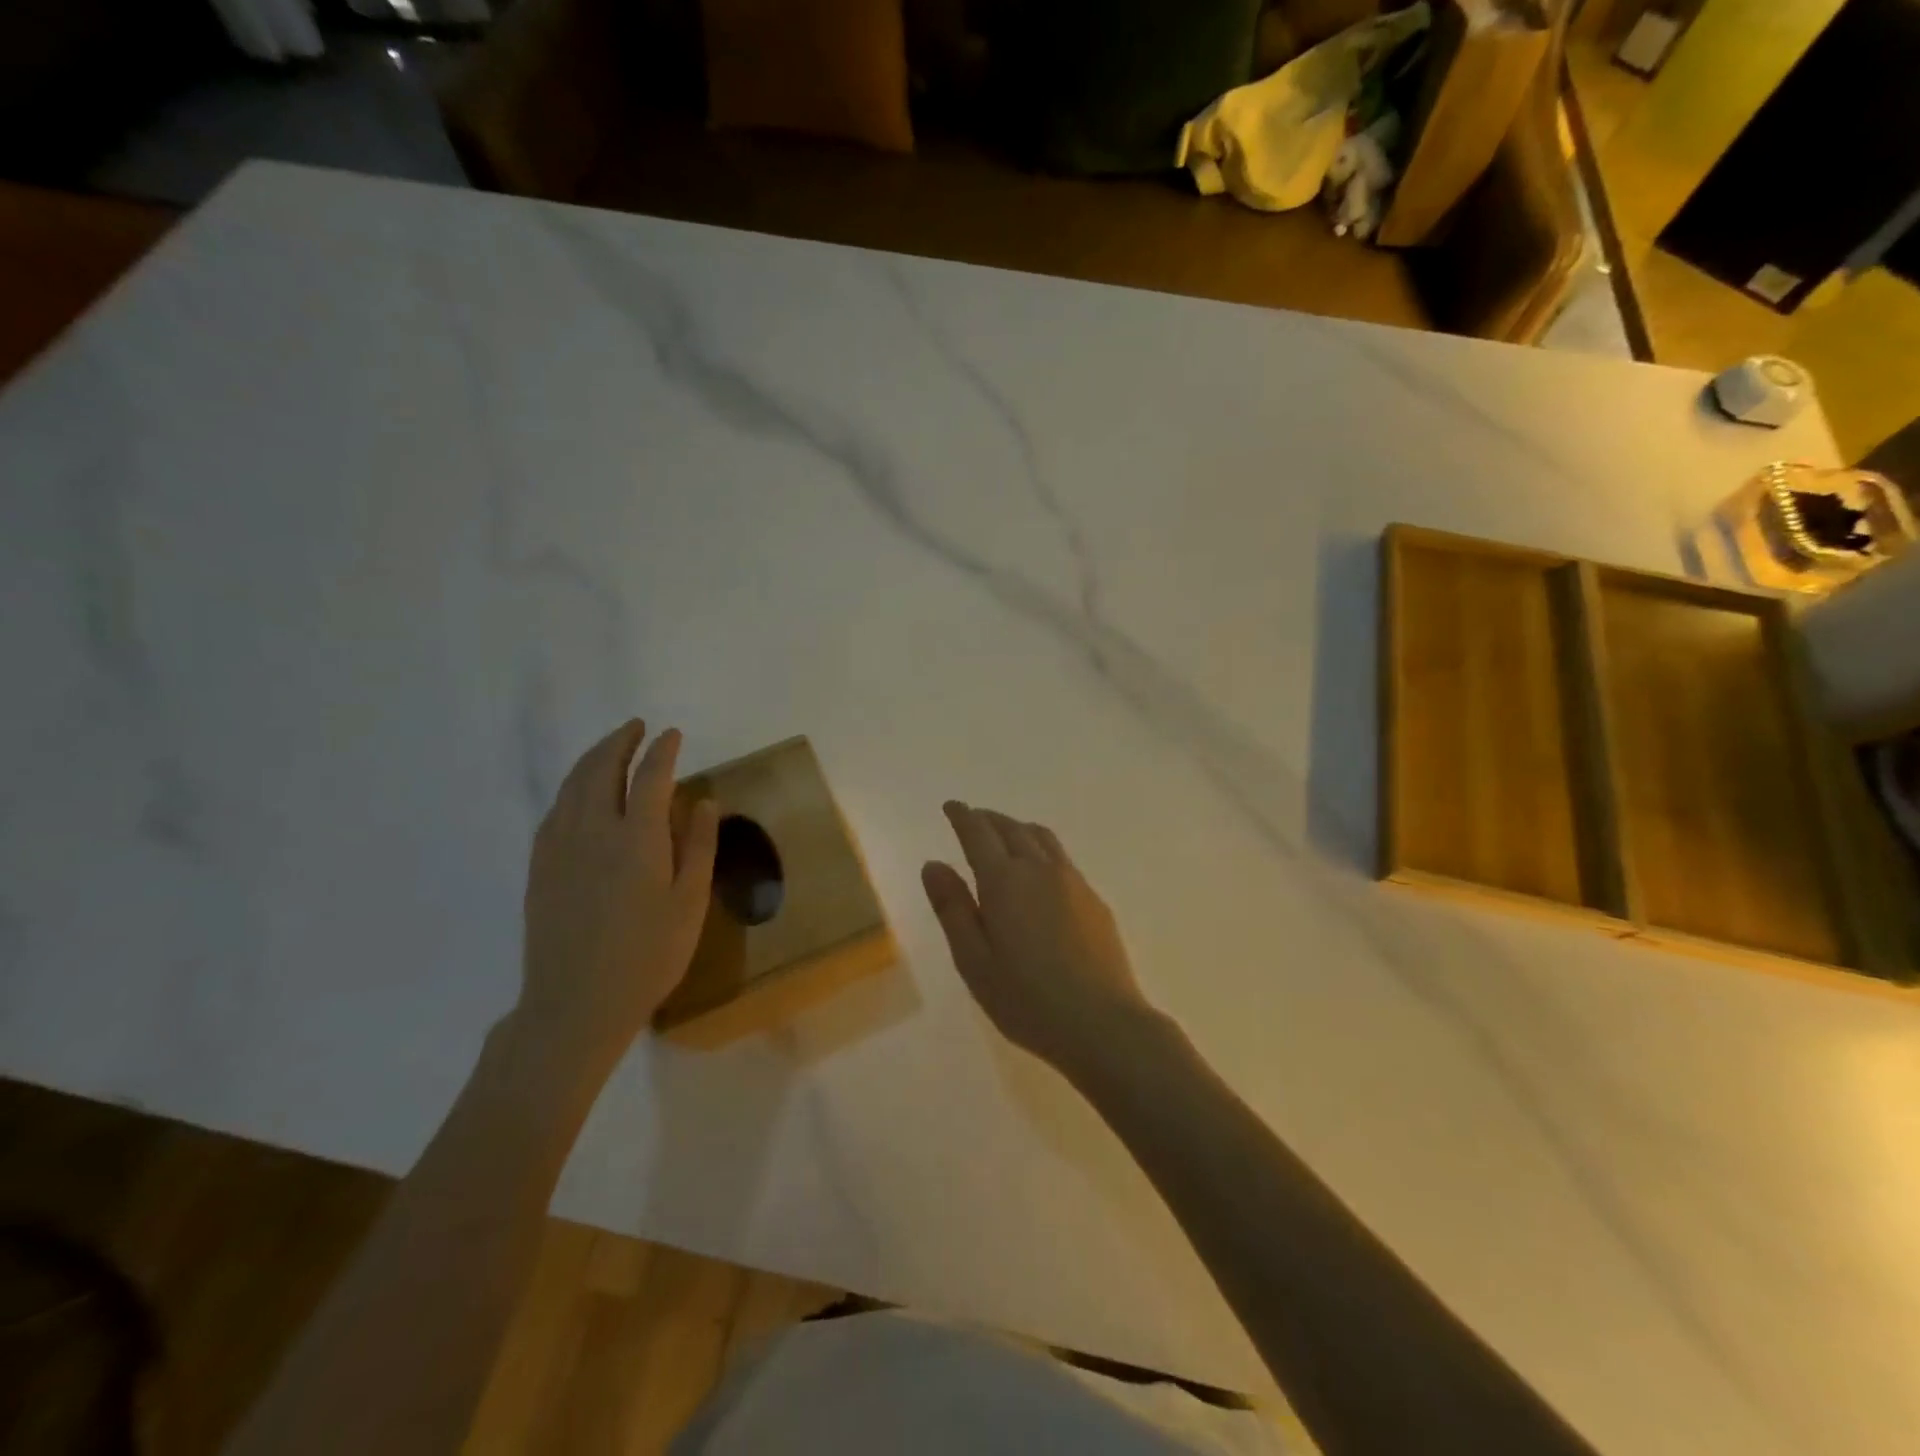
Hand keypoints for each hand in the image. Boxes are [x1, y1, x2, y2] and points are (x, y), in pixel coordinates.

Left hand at [520, 720, 718, 1066]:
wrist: (576, 1005)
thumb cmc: (647, 956)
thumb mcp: (689, 904)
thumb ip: (698, 847)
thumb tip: (703, 801)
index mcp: (636, 838)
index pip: (650, 777)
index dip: (662, 751)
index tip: (672, 734)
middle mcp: (593, 831)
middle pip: (601, 770)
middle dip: (620, 742)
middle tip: (636, 727)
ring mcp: (559, 848)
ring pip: (572, 786)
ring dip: (593, 759)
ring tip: (610, 748)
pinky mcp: (540, 867)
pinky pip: (554, 810)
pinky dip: (571, 788)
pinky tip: (579, 793)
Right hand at [922, 802, 1151, 1078]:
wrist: (1102, 1023)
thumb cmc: (1026, 999)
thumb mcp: (973, 961)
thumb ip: (952, 908)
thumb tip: (933, 865)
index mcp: (1004, 881)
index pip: (978, 833)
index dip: (962, 816)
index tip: (951, 806)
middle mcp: (1039, 869)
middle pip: (1011, 829)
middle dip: (989, 819)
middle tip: (973, 818)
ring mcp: (1072, 882)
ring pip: (1041, 838)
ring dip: (1017, 828)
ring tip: (1004, 835)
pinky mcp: (1094, 899)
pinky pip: (1061, 858)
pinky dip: (1040, 849)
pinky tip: (1039, 870)